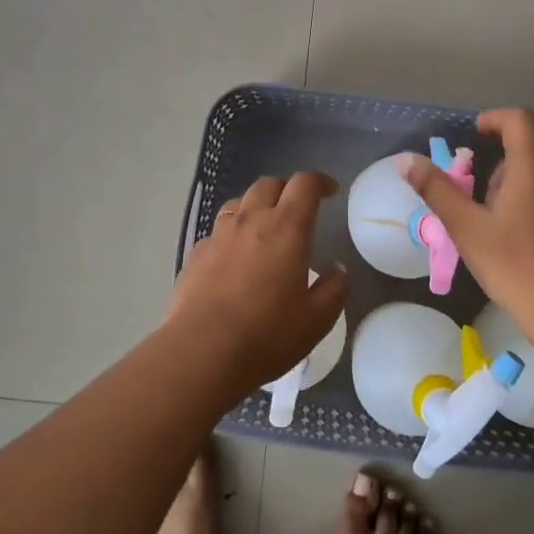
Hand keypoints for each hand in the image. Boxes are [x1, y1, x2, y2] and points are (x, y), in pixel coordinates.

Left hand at [168, 172, 349, 392]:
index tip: (330, 191)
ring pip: (238, 203)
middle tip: (298, 208)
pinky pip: (218, 231)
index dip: (319, 181)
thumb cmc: (267, 334)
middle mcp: (250, 220)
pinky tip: (234, 258)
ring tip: (264, 227)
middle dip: (287, 189)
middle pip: (268, 184)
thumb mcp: (317, 319)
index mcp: (286, 228)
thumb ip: (334, 289)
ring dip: (256, 206)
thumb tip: (337, 269)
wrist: (202, 352)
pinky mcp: (196, 254)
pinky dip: (232, 234)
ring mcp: (218, 235)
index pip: (304, 185)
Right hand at [405, 108, 533, 366]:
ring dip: (532, 172)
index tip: (477, 133)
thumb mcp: (468, 230)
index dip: (495, 118)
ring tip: (510, 211)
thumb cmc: (517, 269)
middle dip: (513, 147)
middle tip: (490, 182)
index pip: (519, 119)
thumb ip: (437, 190)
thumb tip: (406, 160)